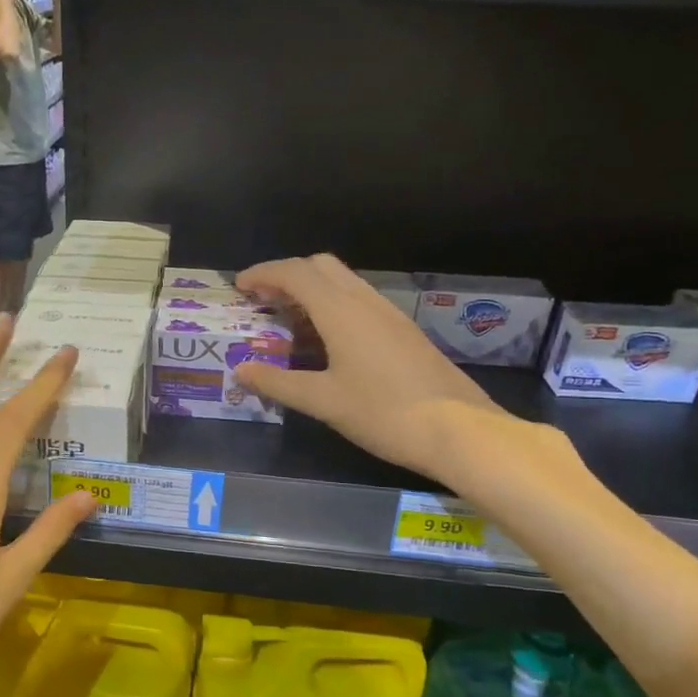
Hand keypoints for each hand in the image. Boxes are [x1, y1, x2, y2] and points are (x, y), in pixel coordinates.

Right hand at [232, 255, 572, 497]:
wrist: (458, 429)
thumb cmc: (383, 412)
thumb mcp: (323, 401)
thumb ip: (277, 382)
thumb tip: (240, 370)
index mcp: (340, 310)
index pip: (294, 273)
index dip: (263, 274)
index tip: (239, 287)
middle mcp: (364, 301)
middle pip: (320, 267)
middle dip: (287, 276)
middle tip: (263, 302)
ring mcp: (388, 314)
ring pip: (342, 283)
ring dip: (311, 291)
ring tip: (287, 322)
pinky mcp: (402, 331)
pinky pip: (358, 302)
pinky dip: (331, 307)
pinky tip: (325, 342)